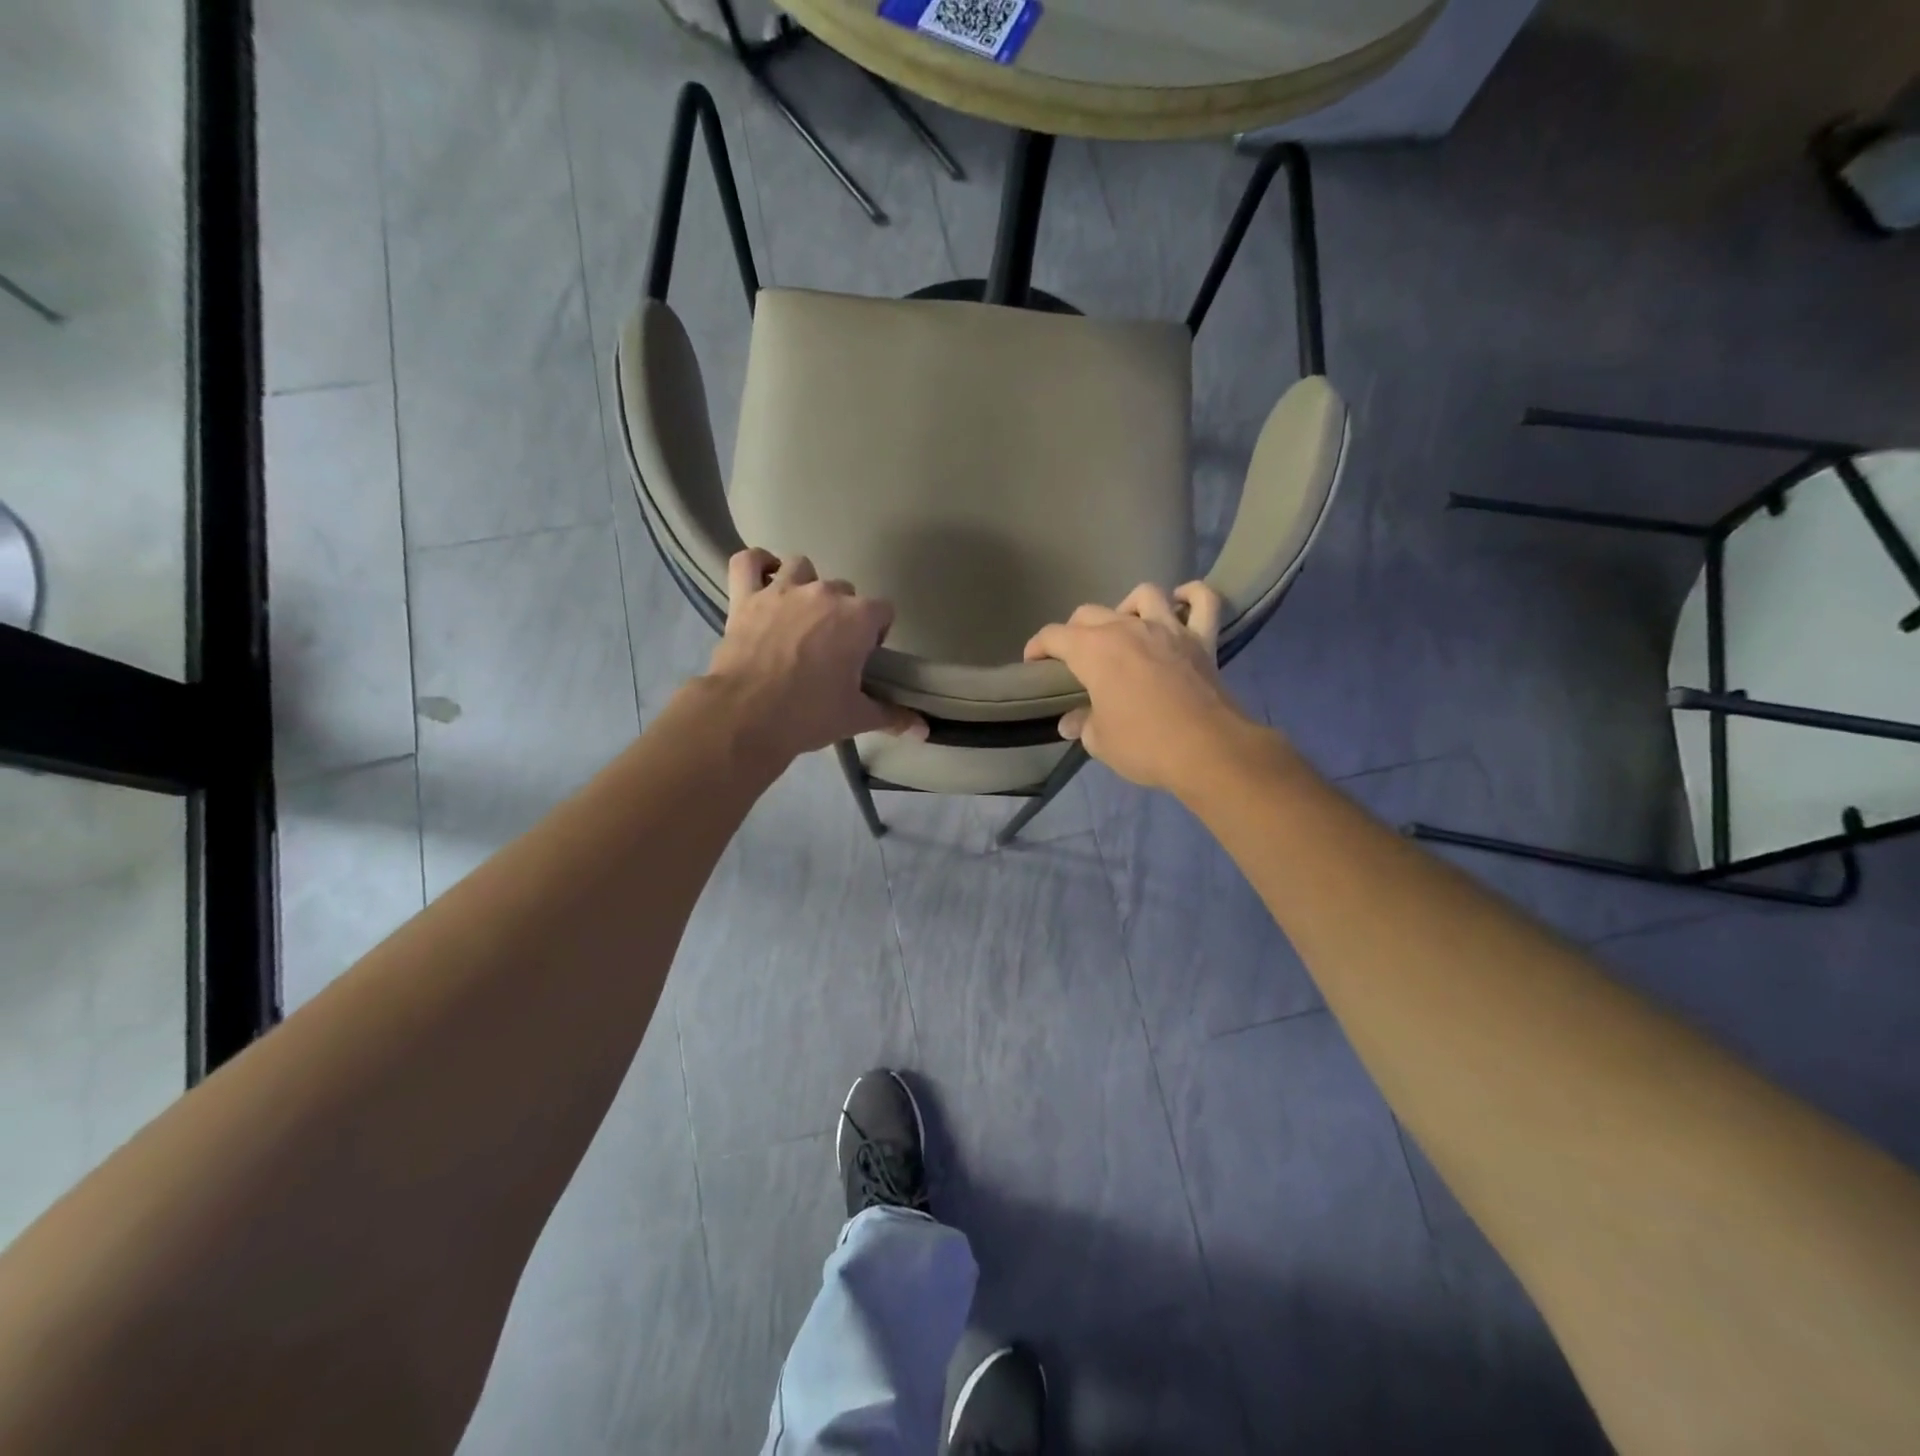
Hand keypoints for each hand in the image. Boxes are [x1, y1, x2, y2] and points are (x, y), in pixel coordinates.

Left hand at [706, 548, 926, 760]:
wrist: (747, 715)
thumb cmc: (810, 713)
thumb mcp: (857, 717)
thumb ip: (893, 717)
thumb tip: (924, 731)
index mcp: (857, 618)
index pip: (883, 610)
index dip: (877, 632)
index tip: (865, 657)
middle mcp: (823, 593)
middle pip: (844, 591)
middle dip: (842, 614)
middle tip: (830, 648)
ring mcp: (782, 590)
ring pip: (802, 568)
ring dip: (805, 585)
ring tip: (800, 615)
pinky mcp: (745, 597)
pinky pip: (748, 561)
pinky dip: (757, 565)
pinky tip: (764, 578)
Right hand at [1023, 582, 1257, 791]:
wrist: (1206, 750)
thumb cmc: (1143, 744)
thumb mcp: (1100, 741)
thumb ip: (1082, 724)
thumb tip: (1071, 722)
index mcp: (1093, 650)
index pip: (1053, 636)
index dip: (1037, 647)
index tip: (1033, 664)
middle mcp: (1127, 628)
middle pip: (1090, 613)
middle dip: (1074, 631)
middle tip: (1074, 658)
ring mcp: (1168, 628)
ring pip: (1143, 595)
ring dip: (1127, 607)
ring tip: (1125, 628)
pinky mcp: (1202, 639)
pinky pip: (1203, 601)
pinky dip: (1193, 596)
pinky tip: (1182, 602)